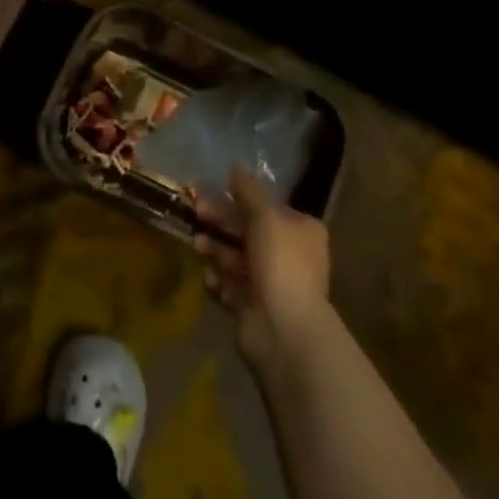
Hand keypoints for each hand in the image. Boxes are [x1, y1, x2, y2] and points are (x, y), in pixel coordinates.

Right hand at [194, 168, 331, 369]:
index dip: (239, 197)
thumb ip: (248, 190)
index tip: (213, 190)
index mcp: (301, 231)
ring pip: (237, 257)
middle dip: (222, 221)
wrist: (284, 331)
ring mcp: (271, 284)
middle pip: (248, 230)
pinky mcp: (253, 308)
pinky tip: (210, 276)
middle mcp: (289, 255)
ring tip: (197, 244)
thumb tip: (235, 167)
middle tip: (197, 211)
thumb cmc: (281, 263)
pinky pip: (231, 286)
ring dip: (216, 248)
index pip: (267, 207)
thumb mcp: (265, 215)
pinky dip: (219, 279)